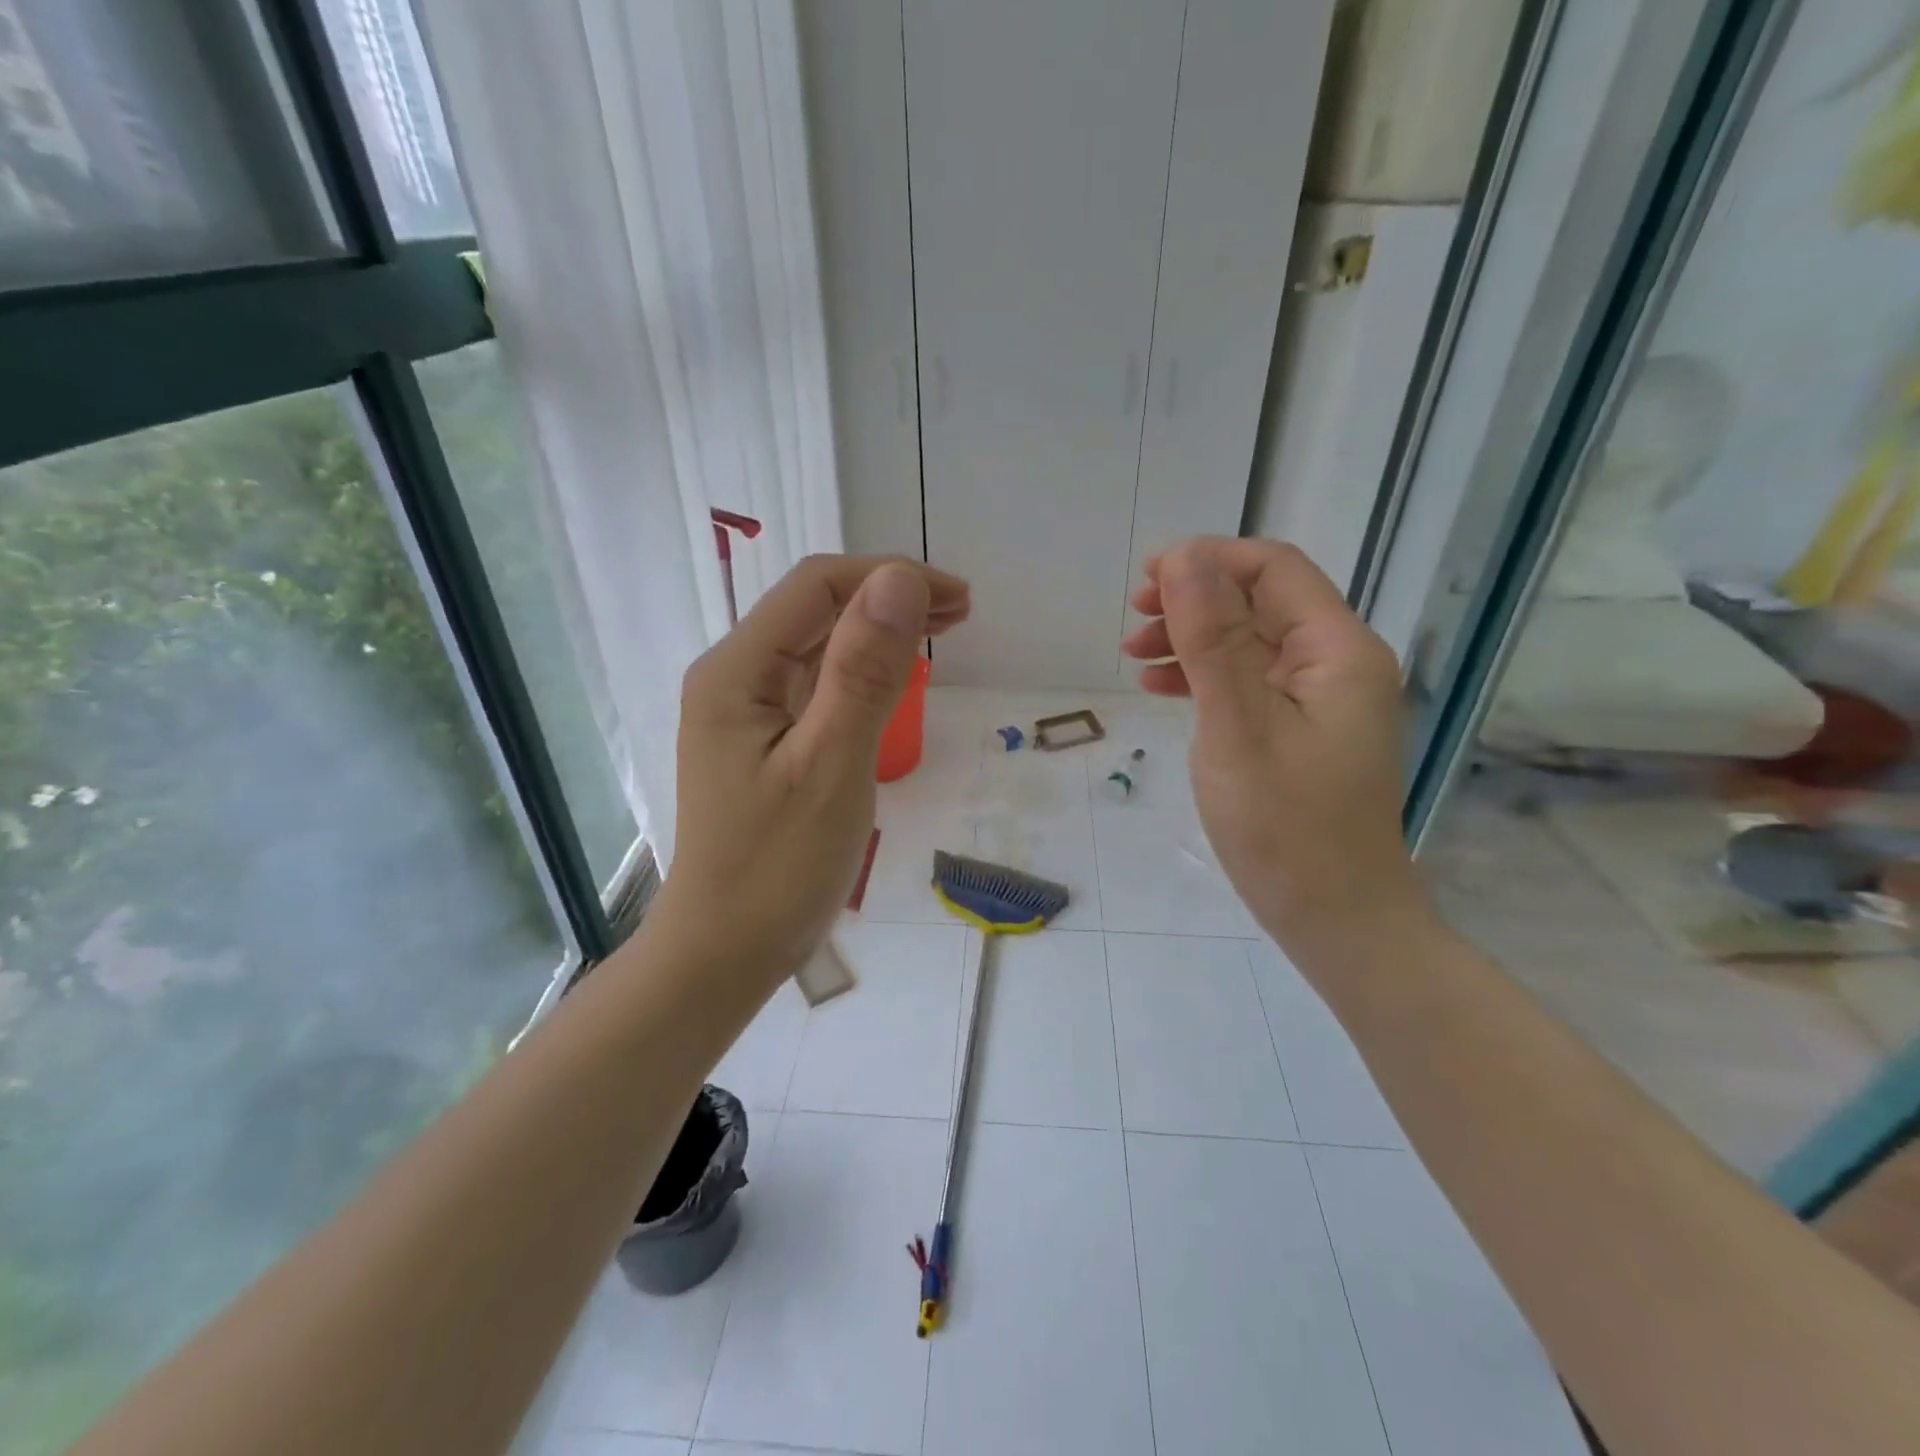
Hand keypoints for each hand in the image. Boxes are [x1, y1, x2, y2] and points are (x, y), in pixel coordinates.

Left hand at [658, 555, 968, 983]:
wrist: (725, 951)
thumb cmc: (777, 868)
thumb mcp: (831, 766)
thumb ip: (862, 672)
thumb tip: (899, 579)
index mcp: (737, 671)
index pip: (817, 587)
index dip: (890, 578)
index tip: (957, 600)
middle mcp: (733, 677)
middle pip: (816, 610)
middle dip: (889, 599)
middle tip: (961, 614)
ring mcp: (745, 711)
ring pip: (818, 646)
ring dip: (879, 632)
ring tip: (942, 633)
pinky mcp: (762, 741)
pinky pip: (815, 685)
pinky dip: (863, 672)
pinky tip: (895, 679)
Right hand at [1121, 537, 1423, 957]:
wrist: (1334, 917)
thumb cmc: (1284, 825)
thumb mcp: (1236, 725)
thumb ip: (1210, 638)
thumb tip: (1185, 558)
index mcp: (1338, 650)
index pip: (1273, 569)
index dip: (1208, 561)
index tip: (1146, 581)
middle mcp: (1338, 664)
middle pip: (1261, 602)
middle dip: (1194, 599)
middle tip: (1135, 618)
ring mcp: (1321, 701)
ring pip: (1249, 642)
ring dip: (1192, 638)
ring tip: (1134, 656)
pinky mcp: (1302, 732)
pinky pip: (1250, 683)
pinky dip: (1206, 677)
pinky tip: (1163, 688)